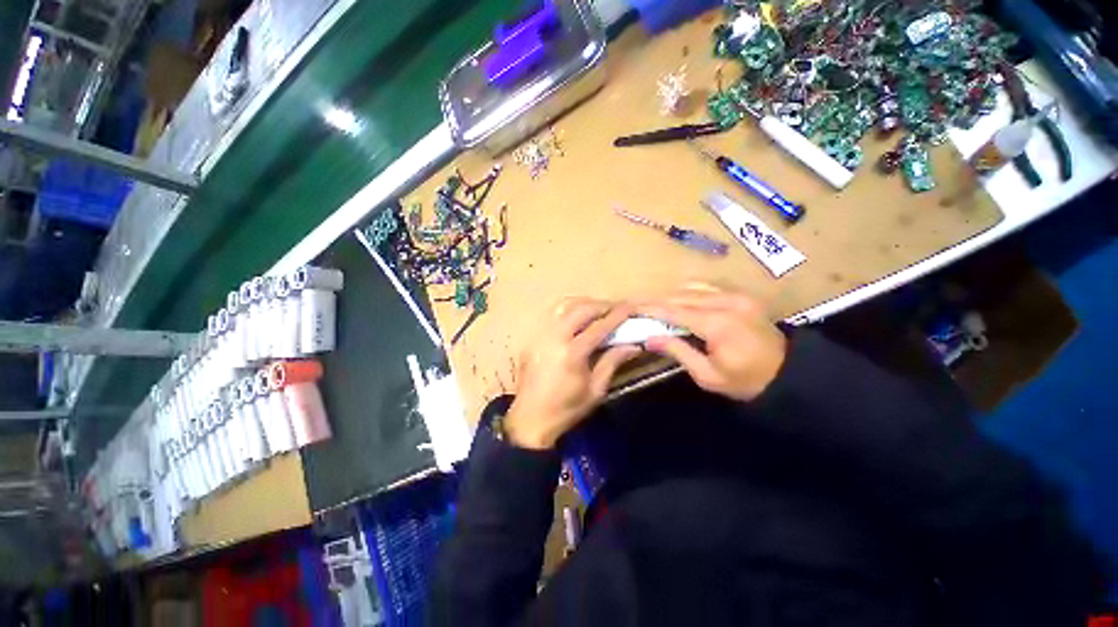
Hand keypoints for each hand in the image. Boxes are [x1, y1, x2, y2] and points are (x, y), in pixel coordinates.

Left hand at [504, 299, 642, 449]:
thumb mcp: (596, 390)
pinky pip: (552, 314)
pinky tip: (577, 317)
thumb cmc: (566, 409)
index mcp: (572, 353)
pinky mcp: (532, 337)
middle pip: (581, 309)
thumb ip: (613, 362)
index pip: (599, 326)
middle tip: (616, 309)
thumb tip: (633, 345)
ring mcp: (540, 335)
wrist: (530, 419)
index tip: (630, 307)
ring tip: (597, 310)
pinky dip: (568, 309)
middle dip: (602, 305)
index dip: (617, 315)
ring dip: (583, 303)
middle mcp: (554, 338)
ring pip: (564, 306)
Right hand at [637, 284, 786, 401]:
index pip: (674, 310)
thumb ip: (678, 352)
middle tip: (637, 305)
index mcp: (718, 324)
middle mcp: (726, 302)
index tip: (632, 308)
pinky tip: (678, 300)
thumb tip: (650, 338)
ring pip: (692, 288)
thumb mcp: (708, 375)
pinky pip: (707, 287)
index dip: (651, 309)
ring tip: (654, 304)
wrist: (789, 373)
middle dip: (657, 301)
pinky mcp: (741, 295)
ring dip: (671, 295)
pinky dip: (688, 292)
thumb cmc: (745, 380)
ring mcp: (736, 295)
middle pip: (681, 296)